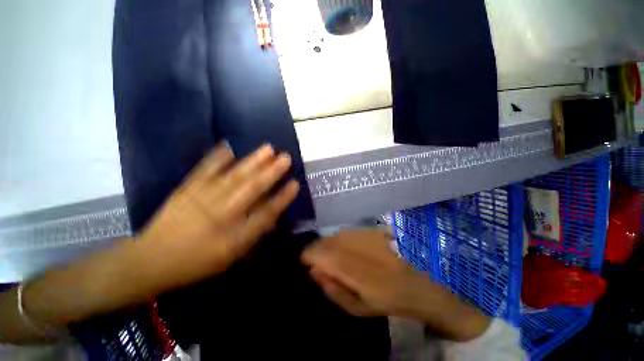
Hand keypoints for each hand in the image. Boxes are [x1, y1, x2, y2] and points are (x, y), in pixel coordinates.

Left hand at [139, 143, 298, 291]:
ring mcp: (202, 200)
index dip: (282, 198)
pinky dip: (216, 158)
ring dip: (252, 162)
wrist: (151, 261)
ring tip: (268, 149)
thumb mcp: (230, 258)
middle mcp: (221, 216)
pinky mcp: (186, 190)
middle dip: (271, 173)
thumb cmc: (197, 263)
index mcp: (233, 237)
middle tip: (286, 158)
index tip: (295, 184)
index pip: (265, 214)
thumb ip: (253, 236)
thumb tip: (272, 216)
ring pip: (232, 177)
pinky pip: (203, 171)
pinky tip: (228, 146)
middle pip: (251, 190)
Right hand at [301, 228, 426, 316]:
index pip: (315, 253)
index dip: (307, 257)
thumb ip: (332, 290)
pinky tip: (346, 249)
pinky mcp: (367, 230)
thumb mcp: (356, 307)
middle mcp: (350, 245)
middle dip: (316, 251)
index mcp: (346, 266)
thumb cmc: (384, 300)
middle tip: (321, 264)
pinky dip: (339, 240)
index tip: (308, 265)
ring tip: (334, 258)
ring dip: (327, 245)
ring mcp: (359, 235)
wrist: (413, 283)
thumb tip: (314, 272)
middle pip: (322, 242)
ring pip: (332, 235)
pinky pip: (344, 232)